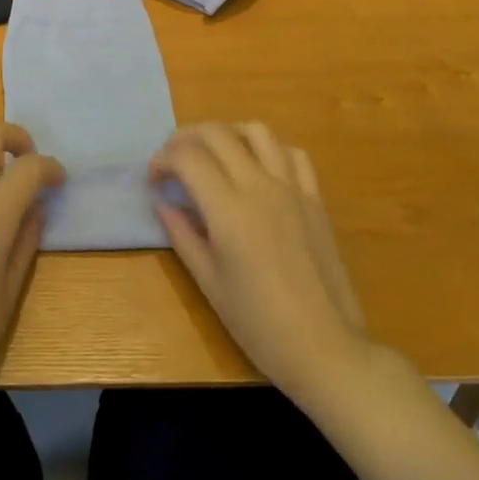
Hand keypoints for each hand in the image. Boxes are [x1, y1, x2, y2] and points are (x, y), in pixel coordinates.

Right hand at [152, 122, 371, 402]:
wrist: (325, 348)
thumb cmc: (259, 324)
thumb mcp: (209, 283)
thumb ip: (183, 236)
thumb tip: (162, 205)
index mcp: (228, 210)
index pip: (187, 157)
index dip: (163, 160)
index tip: (154, 179)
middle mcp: (259, 187)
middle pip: (217, 134)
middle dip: (186, 138)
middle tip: (173, 160)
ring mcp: (292, 188)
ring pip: (257, 131)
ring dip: (228, 133)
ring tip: (214, 155)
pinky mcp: (315, 198)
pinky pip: (292, 154)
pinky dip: (269, 150)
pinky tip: (259, 169)